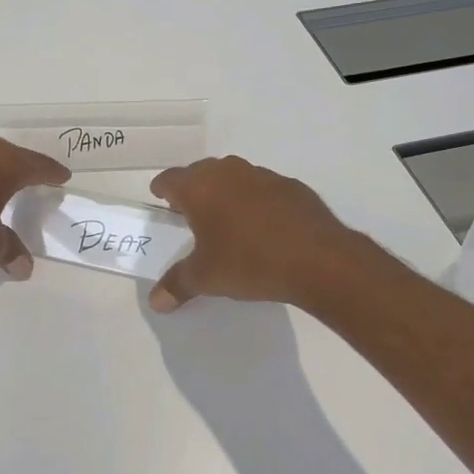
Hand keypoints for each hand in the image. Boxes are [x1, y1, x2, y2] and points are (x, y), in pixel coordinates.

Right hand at [147, 156, 364, 311]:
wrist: (317, 259)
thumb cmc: (248, 262)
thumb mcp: (206, 278)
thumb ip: (177, 285)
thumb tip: (155, 302)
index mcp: (200, 187)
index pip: (170, 179)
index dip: (162, 189)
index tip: (161, 200)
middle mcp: (229, 172)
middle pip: (201, 173)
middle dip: (193, 190)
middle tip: (190, 214)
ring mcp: (263, 176)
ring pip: (234, 177)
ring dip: (226, 193)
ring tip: (227, 221)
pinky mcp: (292, 187)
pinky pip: (263, 189)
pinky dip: (256, 202)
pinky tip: (263, 227)